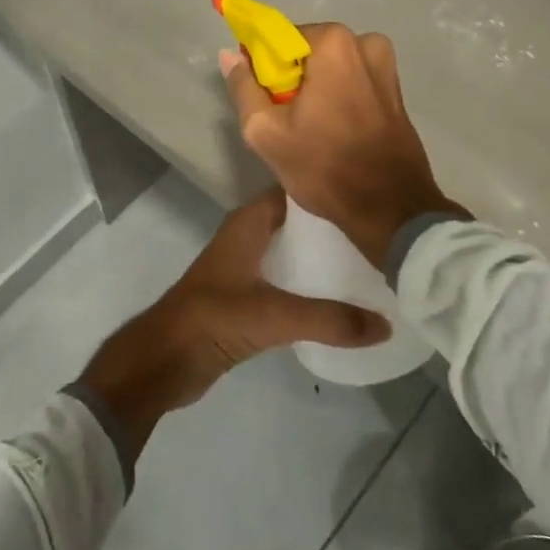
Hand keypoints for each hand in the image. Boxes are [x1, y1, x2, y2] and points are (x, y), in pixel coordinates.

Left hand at [78, 189, 390, 457]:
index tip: (370, 196)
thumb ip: (328, 319)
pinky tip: (341, 299)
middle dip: (334, 227)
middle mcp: (248, 237)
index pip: (293, 190)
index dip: (327, 189)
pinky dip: (311, 285)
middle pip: (297, 222)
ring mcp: (246, 267)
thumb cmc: (212, 319)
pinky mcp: (246, 297)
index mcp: (248, 223)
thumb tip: (386, 324)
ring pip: (292, 251)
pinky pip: (287, 281)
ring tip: (371, 264)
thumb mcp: (273, 316)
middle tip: (382, 234)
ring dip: (323, 258)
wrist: (163, 360)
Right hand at [221, 24, 461, 266]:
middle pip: (306, 51)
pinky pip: (352, 80)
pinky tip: (332, 129)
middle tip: (283, 117)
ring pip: (329, 66)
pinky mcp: (395, 88)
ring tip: (308, 127)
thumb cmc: (324, 167)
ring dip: (314, 87)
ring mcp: (385, 65)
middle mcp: (364, 42)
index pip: (278, 38)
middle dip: (290, 77)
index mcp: (332, 43)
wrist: (390, 208)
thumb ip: (243, 87)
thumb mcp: (265, 131)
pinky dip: (337, 96)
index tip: (261, 97)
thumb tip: (229, 55)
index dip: (263, 67)